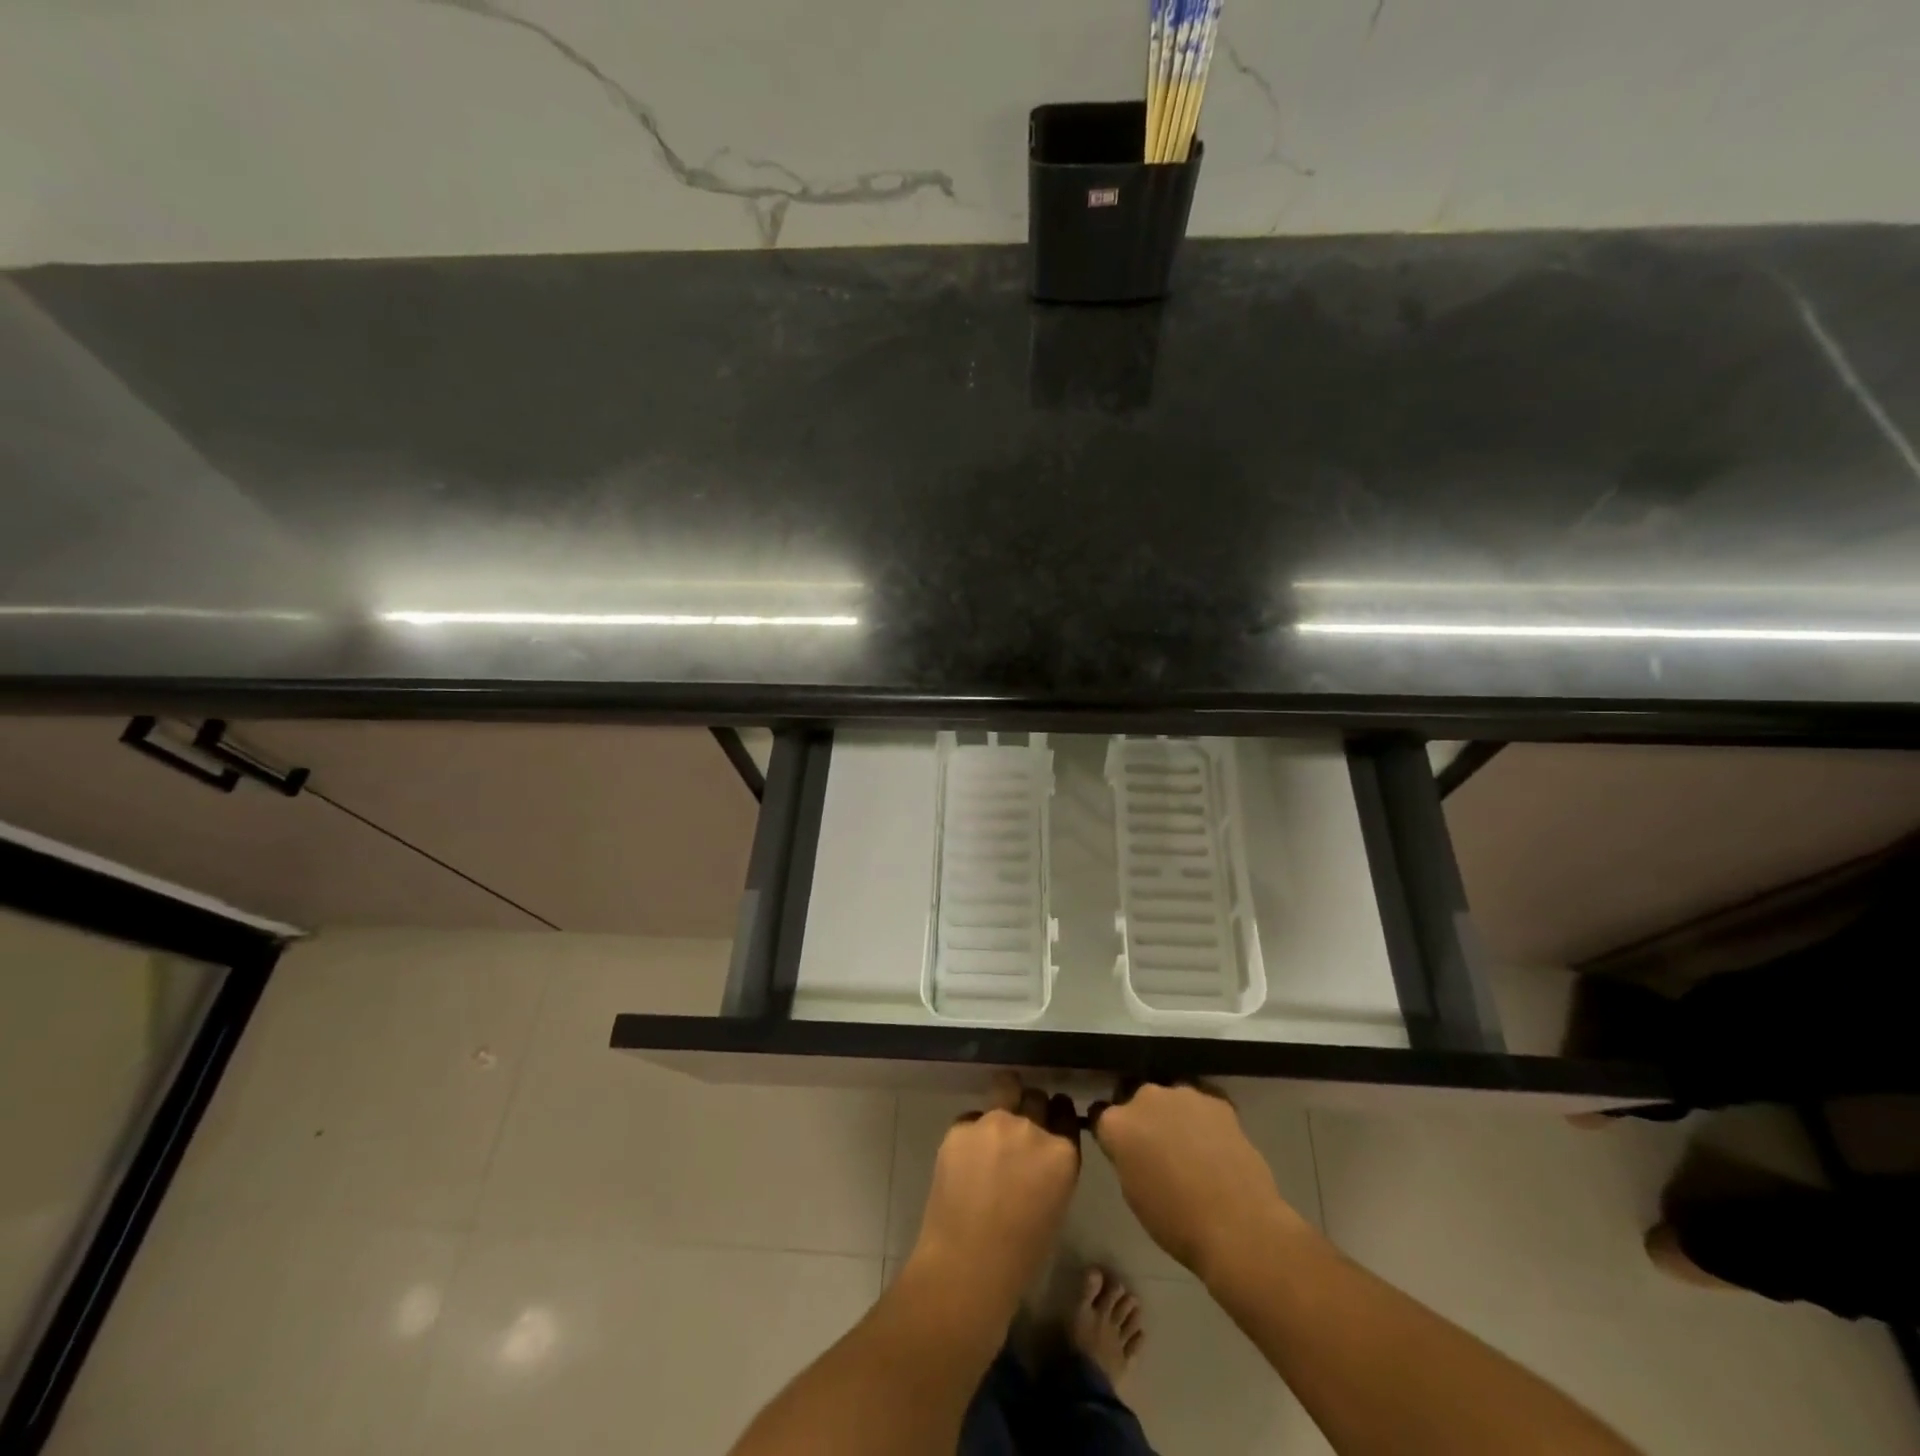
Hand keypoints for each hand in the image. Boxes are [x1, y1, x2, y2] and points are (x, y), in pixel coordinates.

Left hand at [908, 1073, 1081, 1312]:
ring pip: (1004, 1090)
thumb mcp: (1054, 1206)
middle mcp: (1031, 1128)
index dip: (1057, 1114)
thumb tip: (1037, 1156)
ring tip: (990, 1138)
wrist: (966, 1267)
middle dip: (1030, 1108)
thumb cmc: (1020, 1256)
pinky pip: (971, 1119)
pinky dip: (971, 1134)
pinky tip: (964, 1163)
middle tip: (1018, 1131)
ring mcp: (994, 1122)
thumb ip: (1051, 1169)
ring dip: (1002, 1107)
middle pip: (1035, 1097)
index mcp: (1062, 1154)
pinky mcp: (961, 1126)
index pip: (1065, 1113)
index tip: (1050, 1119)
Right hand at [1090, 1081, 1305, 1285]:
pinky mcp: (1217, 1099)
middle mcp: (1145, 1097)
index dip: (1112, 1133)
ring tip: (1191, 1147)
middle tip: (1158, 1149)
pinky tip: (1215, 1145)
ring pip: (1170, 1099)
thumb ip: (1126, 1156)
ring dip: (1173, 1115)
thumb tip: (1133, 1147)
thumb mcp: (1133, 1192)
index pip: (1101, 1115)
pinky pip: (1202, 1104)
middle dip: (1143, 1119)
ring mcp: (1183, 1093)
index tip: (1122, 1149)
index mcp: (1117, 1123)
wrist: (1237, 1226)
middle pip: (1136, 1100)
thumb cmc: (1176, 1222)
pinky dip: (1203, 1119)